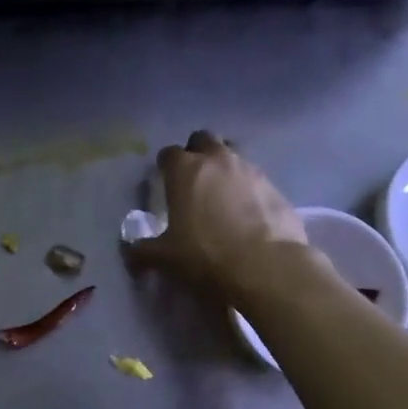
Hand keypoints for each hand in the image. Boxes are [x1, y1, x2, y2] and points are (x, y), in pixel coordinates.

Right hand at [129, 131, 307, 301]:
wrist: (267, 268)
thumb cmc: (206, 256)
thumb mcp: (165, 258)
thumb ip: (143, 251)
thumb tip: (130, 252)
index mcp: (185, 170)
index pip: (169, 153)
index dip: (165, 165)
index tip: (165, 181)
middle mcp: (218, 160)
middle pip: (204, 139)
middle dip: (197, 152)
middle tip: (194, 179)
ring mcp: (251, 171)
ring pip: (234, 155)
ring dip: (225, 167)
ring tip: (222, 195)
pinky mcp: (276, 188)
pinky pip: (257, 180)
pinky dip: (249, 190)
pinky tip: (248, 214)